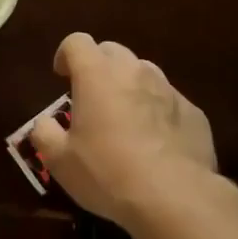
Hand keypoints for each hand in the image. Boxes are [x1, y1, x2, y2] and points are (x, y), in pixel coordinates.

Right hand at [31, 33, 217, 222]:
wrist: (174, 197)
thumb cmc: (107, 172)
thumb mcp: (60, 160)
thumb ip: (44, 133)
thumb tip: (44, 123)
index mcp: (97, 74)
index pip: (76, 42)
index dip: (66, 55)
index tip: (62, 77)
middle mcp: (134, 71)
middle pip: (112, 51)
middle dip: (98, 67)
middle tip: (92, 99)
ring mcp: (167, 88)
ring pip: (143, 72)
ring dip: (129, 86)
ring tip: (124, 119)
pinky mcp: (193, 111)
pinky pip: (168, 100)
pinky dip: (157, 111)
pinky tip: (155, 142)